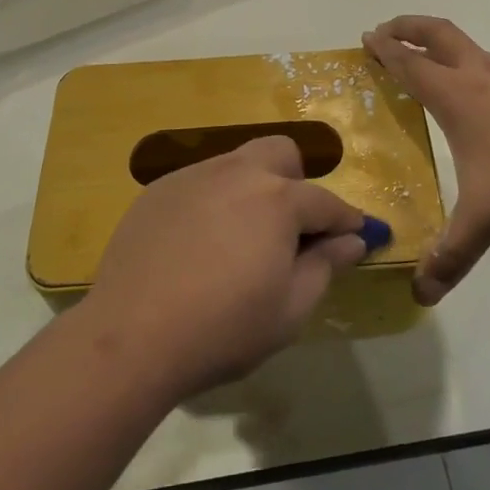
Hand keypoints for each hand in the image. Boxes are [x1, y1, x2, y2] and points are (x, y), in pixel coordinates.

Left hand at [84, 137, 373, 397]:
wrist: (131, 336)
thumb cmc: (223, 329)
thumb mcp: (289, 310)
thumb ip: (325, 266)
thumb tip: (352, 240)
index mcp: (278, 199)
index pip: (326, 202)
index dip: (346, 220)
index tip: (357, 236)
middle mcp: (237, 172)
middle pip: (280, 154)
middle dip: (296, 182)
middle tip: (290, 229)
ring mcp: (193, 176)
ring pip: (237, 164)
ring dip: (252, 190)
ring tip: (240, 239)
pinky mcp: (159, 190)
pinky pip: (200, 184)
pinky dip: (213, 203)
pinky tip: (197, 245)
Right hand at [364, 16, 489, 305]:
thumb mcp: (487, 216)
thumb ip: (453, 254)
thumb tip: (420, 294)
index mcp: (456, 97)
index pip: (411, 65)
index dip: (385, 50)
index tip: (366, 37)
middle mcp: (480, 79)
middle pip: (438, 35)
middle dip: (409, 28)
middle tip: (387, 30)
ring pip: (467, 49)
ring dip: (439, 45)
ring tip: (427, 61)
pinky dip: (469, 67)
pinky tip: (478, 97)